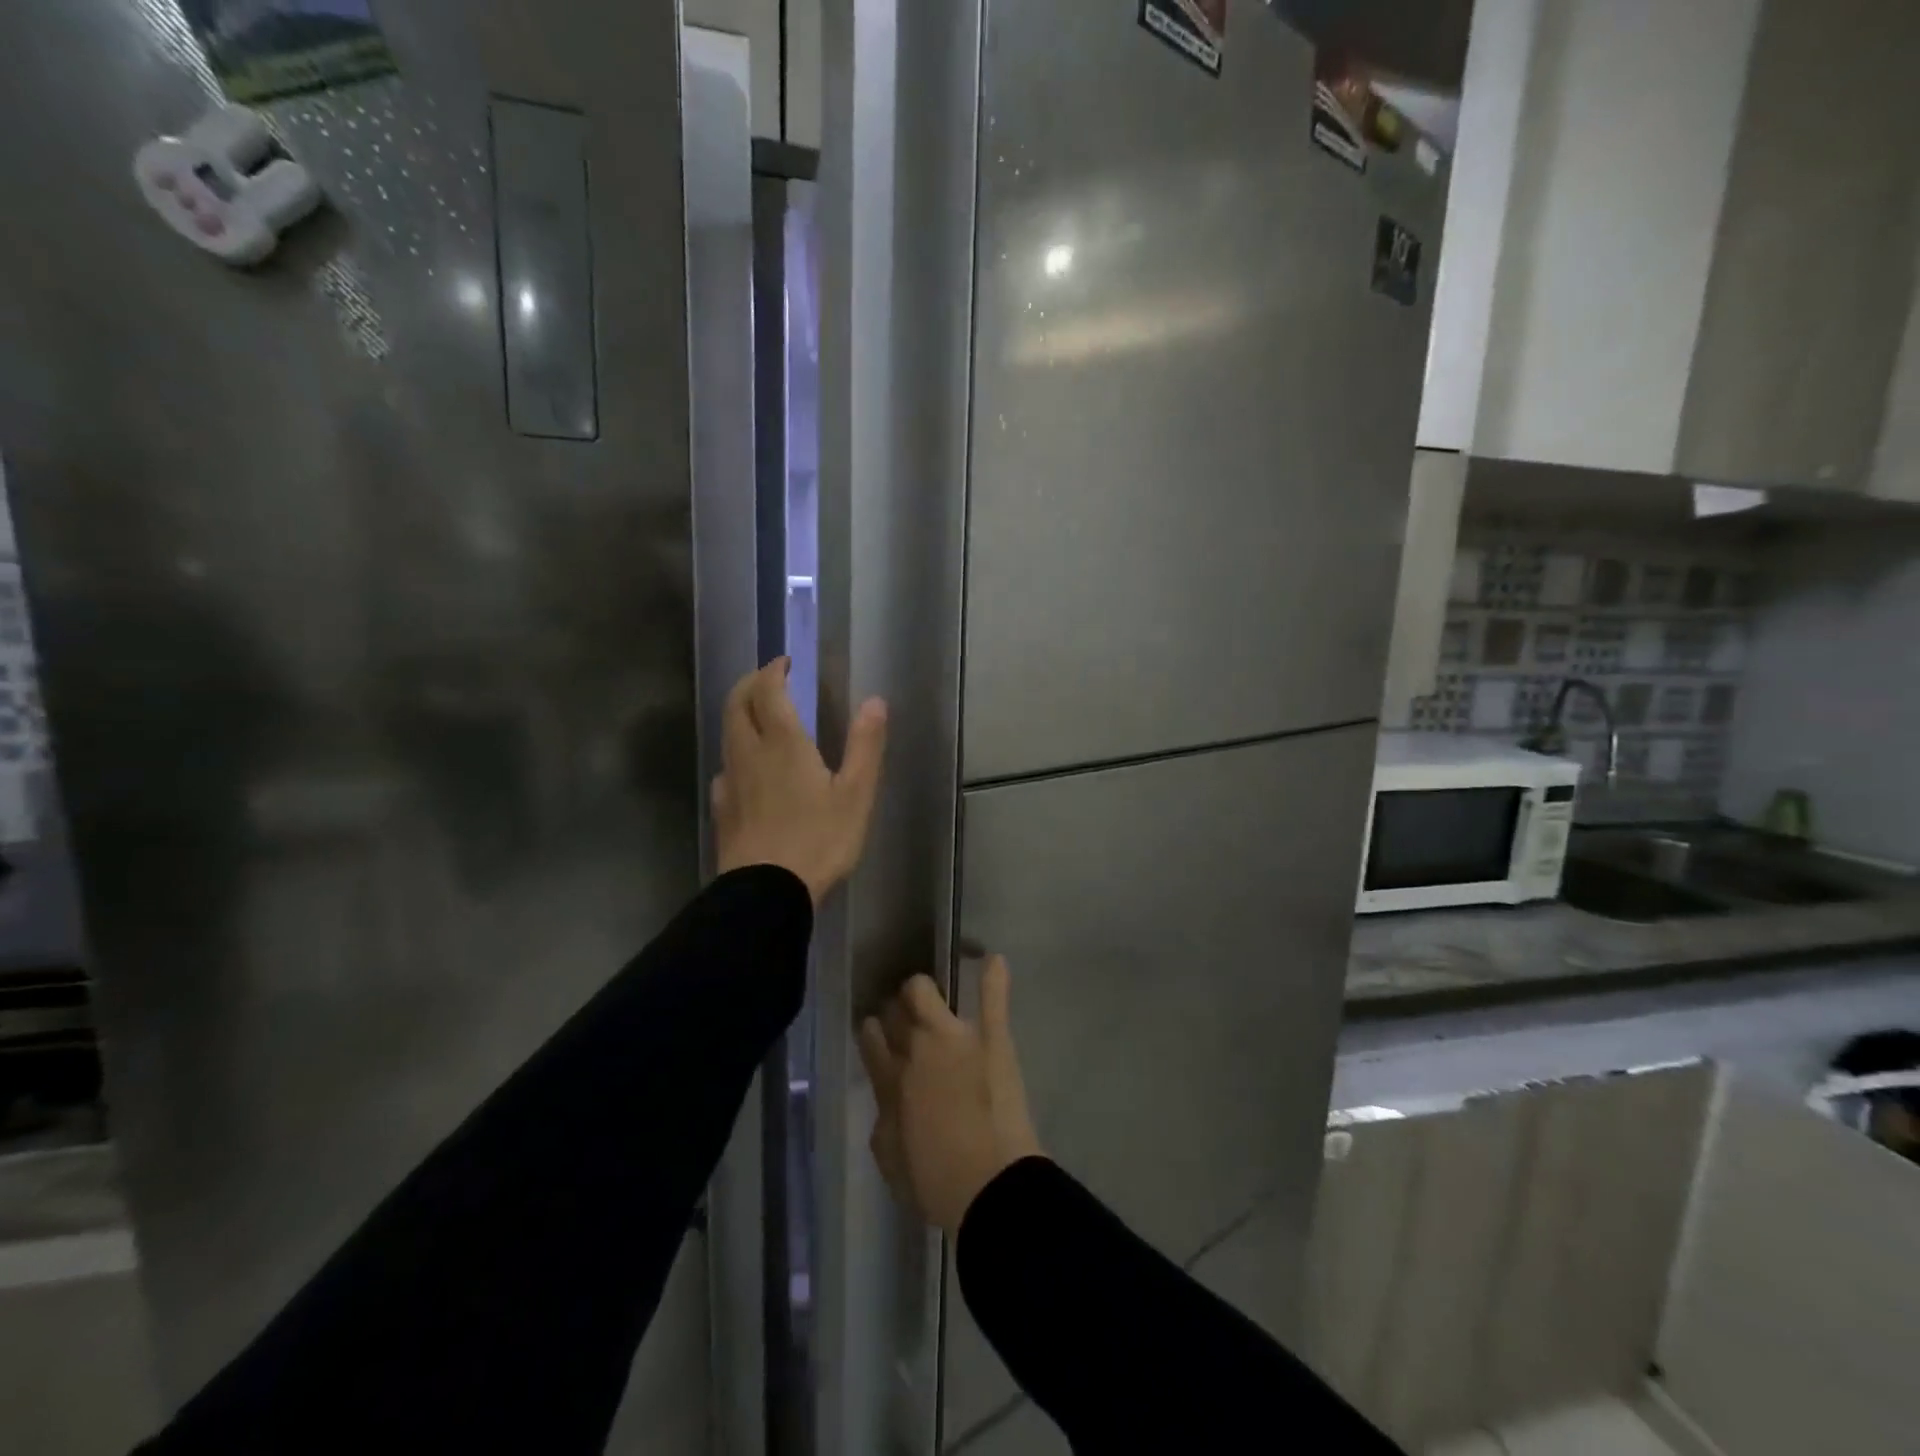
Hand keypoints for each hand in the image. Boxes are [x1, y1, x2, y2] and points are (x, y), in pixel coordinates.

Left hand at [712, 659, 887, 905]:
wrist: (767, 892)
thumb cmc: (818, 840)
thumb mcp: (856, 794)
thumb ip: (865, 745)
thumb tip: (874, 701)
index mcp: (783, 743)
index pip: (767, 691)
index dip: (773, 671)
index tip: (785, 663)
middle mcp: (749, 753)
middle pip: (736, 704)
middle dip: (750, 684)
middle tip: (769, 680)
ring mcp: (731, 781)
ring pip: (727, 734)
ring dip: (739, 714)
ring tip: (760, 717)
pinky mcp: (722, 808)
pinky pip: (725, 767)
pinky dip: (736, 752)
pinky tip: (748, 770)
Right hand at [858, 956, 1043, 1235]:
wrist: (990, 1187)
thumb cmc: (936, 1182)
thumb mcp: (892, 1159)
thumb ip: (885, 1120)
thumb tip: (890, 1099)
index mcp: (890, 1081)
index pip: (871, 1041)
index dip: (872, 1034)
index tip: (874, 1031)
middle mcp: (915, 1049)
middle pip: (895, 1012)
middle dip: (895, 1012)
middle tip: (905, 1022)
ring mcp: (955, 1037)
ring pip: (925, 992)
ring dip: (922, 992)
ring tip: (928, 997)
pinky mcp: (992, 1038)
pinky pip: (992, 999)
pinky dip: (994, 978)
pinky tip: (994, 960)